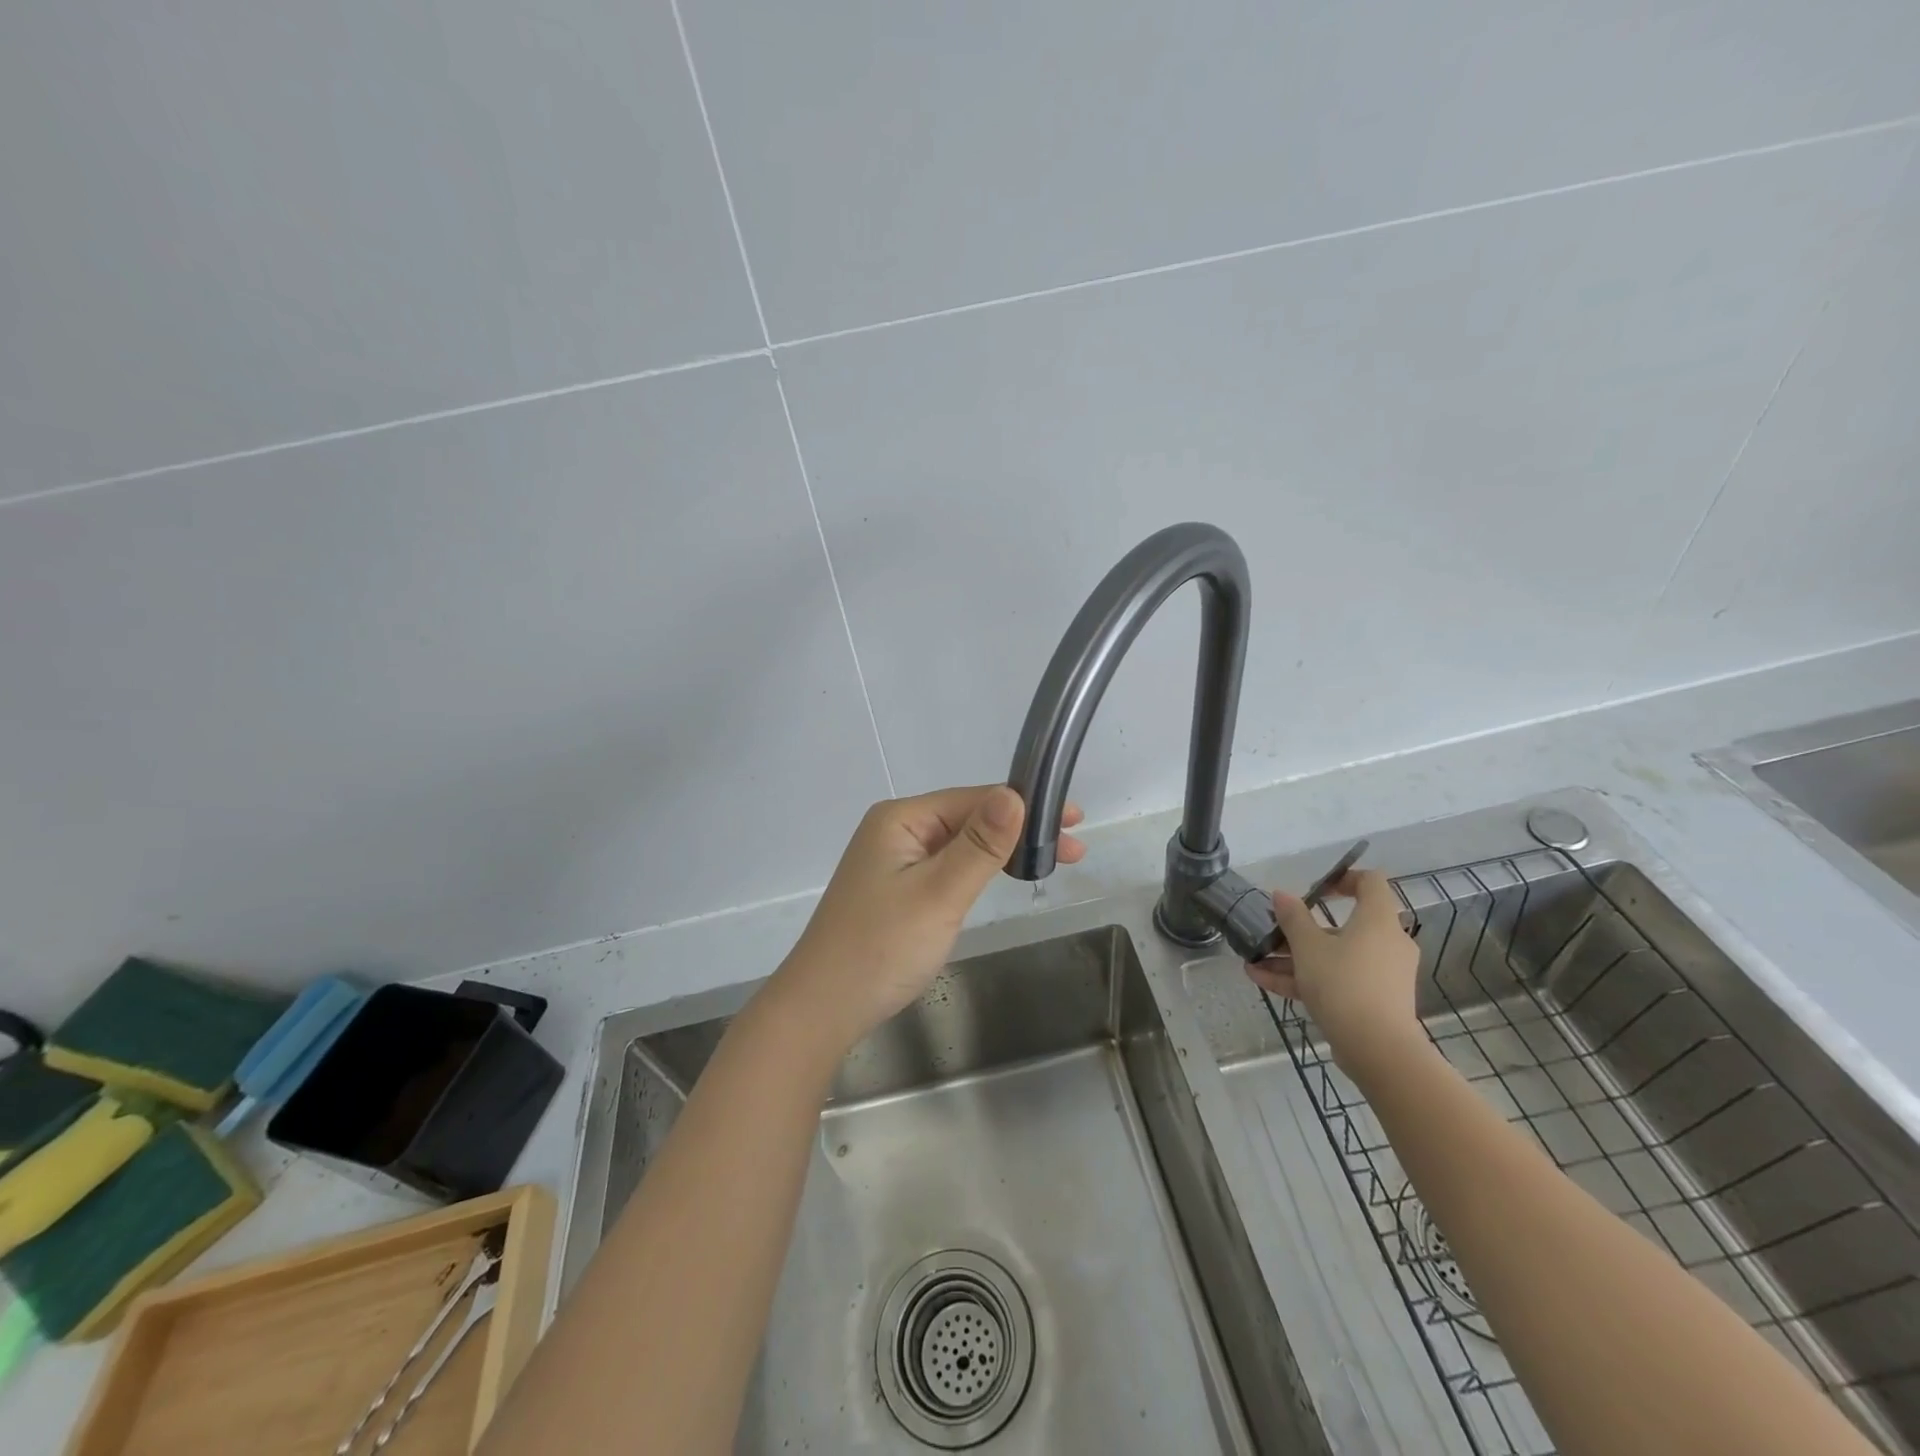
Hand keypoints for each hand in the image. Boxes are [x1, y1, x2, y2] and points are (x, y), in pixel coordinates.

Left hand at [767, 786, 1084, 1052]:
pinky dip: (978, 870)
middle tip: (1074, 848)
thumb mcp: (939, 895)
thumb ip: (980, 846)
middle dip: (1020, 830)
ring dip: (1002, 850)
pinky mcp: (897, 888)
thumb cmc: (881, 948)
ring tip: (1050, 862)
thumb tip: (1015, 793)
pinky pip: (947, 866)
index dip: (1025, 807)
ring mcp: (894, 860)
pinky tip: (1002, 877)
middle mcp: (896, 830)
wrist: (823, 1008)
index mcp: (901, 819)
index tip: (1074, 819)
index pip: (973, 799)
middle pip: (968, 818)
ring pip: (960, 844)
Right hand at [1245, 869, 1423, 1080]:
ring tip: (1255, 961)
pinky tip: (1264, 981)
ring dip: (1295, 957)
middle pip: (1343, 925)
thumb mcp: (1308, 947)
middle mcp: (1387, 943)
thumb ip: (1293, 918)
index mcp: (1378, 920)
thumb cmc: (1344, 983)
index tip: (1315, 889)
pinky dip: (1306, 979)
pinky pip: (1338, 980)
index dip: (1343, 879)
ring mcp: (1382, 974)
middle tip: (1273, 932)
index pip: (1371, 883)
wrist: (1378, 1049)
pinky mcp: (1375, 1001)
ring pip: (1335, 956)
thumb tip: (1281, 894)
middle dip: (1301, 930)